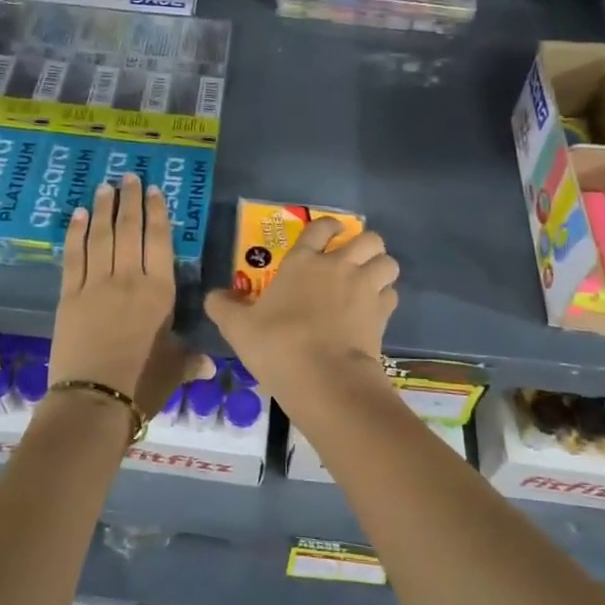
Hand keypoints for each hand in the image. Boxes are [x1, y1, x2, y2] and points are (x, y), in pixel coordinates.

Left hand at [50, 173, 207, 418]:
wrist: (94, 400)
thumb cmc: (142, 383)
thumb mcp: (174, 368)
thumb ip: (190, 360)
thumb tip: (210, 365)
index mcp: (159, 291)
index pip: (159, 241)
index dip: (157, 213)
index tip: (154, 191)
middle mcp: (128, 278)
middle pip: (128, 229)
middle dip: (129, 199)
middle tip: (128, 176)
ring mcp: (96, 284)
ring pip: (101, 236)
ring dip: (103, 208)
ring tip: (105, 185)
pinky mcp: (69, 295)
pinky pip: (73, 256)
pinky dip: (76, 233)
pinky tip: (78, 215)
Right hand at [205, 218, 399, 389]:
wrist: (324, 378)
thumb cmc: (278, 345)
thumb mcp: (238, 328)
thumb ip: (223, 307)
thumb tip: (213, 296)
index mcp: (303, 262)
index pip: (321, 227)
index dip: (328, 226)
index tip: (330, 232)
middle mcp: (339, 266)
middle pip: (368, 238)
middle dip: (366, 244)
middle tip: (354, 258)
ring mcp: (364, 288)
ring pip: (388, 262)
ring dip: (381, 268)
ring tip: (370, 281)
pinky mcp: (382, 314)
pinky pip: (391, 294)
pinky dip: (385, 298)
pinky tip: (373, 310)